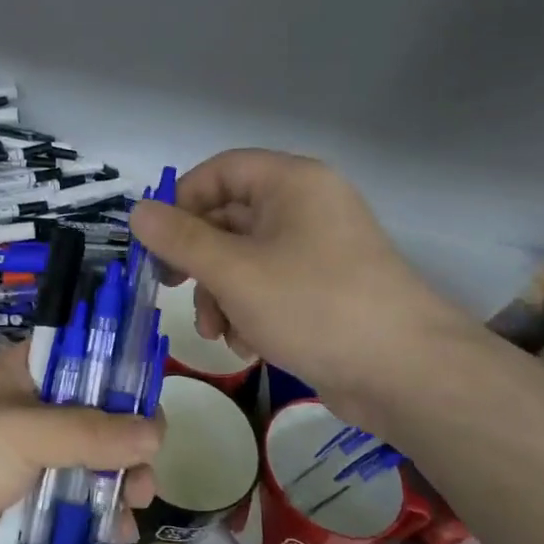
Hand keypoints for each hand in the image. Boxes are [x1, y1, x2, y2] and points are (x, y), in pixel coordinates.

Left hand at [0, 346, 161, 543]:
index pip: (89, 361)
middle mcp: (37, 416)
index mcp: (30, 377)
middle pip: (102, 421)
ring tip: (133, 504)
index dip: (123, 378)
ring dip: (122, 485)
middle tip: (143, 472)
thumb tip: (156, 434)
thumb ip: (92, 432)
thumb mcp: (25, 433)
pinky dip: (101, 522)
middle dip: (130, 445)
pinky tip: (117, 536)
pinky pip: (79, 512)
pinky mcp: (32, 513)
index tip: (151, 406)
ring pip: (96, 469)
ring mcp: (35, 467)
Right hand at [130, 149, 476, 428]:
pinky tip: (248, 346)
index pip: (220, 170)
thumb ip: (180, 239)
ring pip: (245, 258)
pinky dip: (249, 311)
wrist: (406, 373)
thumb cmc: (313, 305)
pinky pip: (269, 286)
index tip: (155, 241)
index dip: (181, 200)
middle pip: (229, 217)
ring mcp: (318, 249)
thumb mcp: (234, 271)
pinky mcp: (324, 289)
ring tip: (217, 333)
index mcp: (291, 183)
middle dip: (198, 261)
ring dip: (220, 294)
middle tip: (170, 287)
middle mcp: (306, 206)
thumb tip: (136, 211)